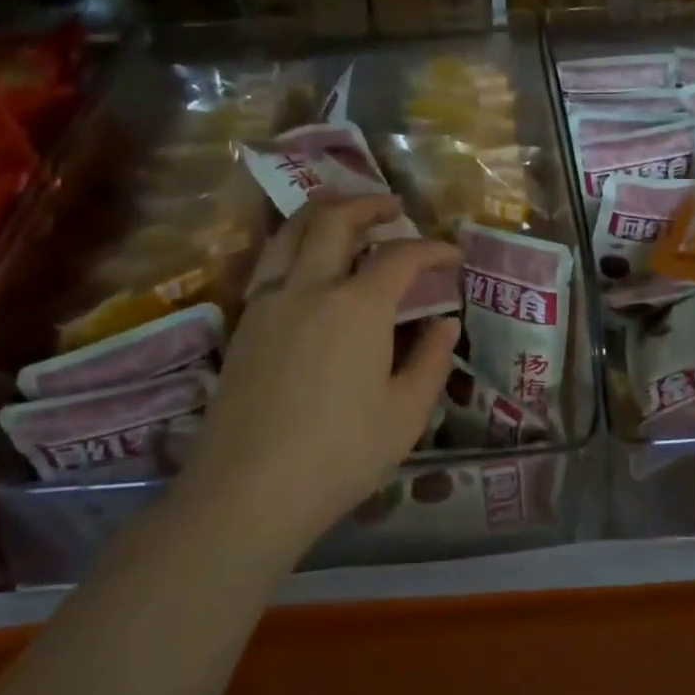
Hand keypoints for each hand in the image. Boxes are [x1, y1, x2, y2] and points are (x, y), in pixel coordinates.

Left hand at [182, 194, 460, 552]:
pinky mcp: (243, 323)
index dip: (432, 248)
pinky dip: (295, 244)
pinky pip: (270, 262)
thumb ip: (431, 360)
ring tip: (346, 216)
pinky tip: (308, 265)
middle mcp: (309, 287)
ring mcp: (268, 302)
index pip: (401, 256)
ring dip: (323, 213)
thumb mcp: (406, 413)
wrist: (247, 491)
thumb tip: (443, 324)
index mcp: (358, 306)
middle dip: (368, 203)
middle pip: (335, 219)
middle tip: (393, 208)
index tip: (452, 255)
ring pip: (290, 231)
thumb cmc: (340, 455)